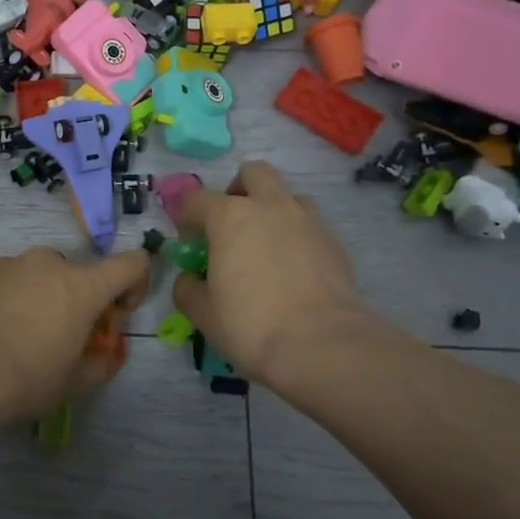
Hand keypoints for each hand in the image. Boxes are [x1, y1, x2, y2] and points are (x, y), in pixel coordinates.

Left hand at [0, 247, 150, 420]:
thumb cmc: (23, 378)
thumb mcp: (71, 385)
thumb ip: (97, 366)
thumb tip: (102, 357)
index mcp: (81, 287)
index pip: (130, 264)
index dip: (135, 284)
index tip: (117, 314)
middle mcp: (45, 264)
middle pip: (74, 274)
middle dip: (74, 301)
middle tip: (56, 340)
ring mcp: (4, 264)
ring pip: (32, 277)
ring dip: (33, 301)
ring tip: (9, 342)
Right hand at [171, 161, 381, 392]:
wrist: (322, 344)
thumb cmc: (251, 325)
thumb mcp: (203, 313)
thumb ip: (188, 288)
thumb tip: (190, 279)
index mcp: (230, 217)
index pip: (196, 200)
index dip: (185, 216)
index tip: (186, 239)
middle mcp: (270, 207)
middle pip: (253, 173)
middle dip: (238, 190)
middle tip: (231, 224)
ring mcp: (307, 221)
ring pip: (287, 196)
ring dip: (272, 210)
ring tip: (265, 246)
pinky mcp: (334, 242)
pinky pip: (310, 226)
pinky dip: (296, 237)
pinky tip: (292, 270)